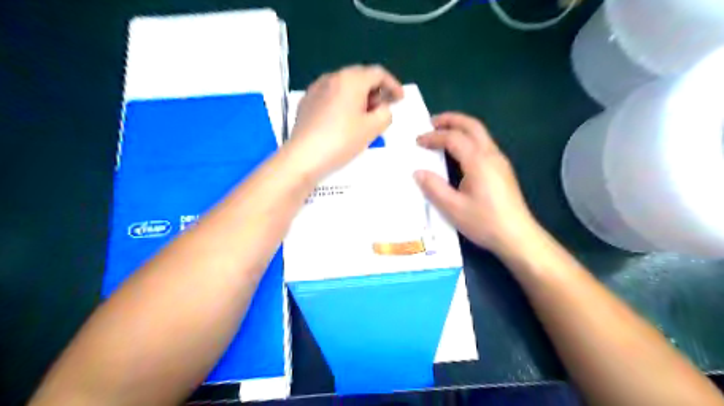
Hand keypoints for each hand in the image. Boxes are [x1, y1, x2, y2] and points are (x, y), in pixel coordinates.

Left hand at [288, 64, 401, 178]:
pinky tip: (343, 120)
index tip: (400, 99)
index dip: (393, 85)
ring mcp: (316, 88)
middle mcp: (332, 77)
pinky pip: (331, 95)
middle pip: (360, 77)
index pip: (378, 73)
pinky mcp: (307, 102)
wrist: (304, 157)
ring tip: (364, 116)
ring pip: (344, 86)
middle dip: (375, 91)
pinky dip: (343, 102)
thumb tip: (382, 108)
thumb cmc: (341, 140)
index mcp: (351, 79)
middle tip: (383, 109)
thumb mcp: (372, 128)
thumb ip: (385, 113)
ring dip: (359, 96)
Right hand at [416, 113, 539, 254]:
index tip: (418, 141)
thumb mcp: (453, 208)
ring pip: (480, 133)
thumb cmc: (484, 222)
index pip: (453, 138)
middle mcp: (491, 155)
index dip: (434, 137)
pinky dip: (468, 138)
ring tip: (442, 133)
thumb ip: (434, 187)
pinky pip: (484, 144)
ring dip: (461, 127)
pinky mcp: (503, 169)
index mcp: (478, 161)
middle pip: (472, 125)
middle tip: (431, 122)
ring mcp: (500, 161)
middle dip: (451, 120)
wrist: (517, 236)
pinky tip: (459, 152)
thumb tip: (418, 172)